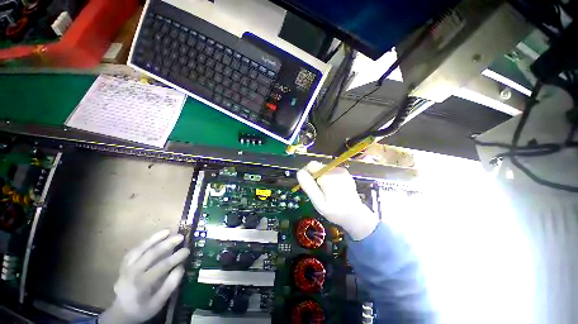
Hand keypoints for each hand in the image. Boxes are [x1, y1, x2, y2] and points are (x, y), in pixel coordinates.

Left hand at [100, 230, 189, 323]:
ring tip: (168, 231)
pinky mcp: (124, 265)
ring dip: (155, 238)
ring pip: (140, 249)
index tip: (187, 250)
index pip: (161, 266)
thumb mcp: (159, 302)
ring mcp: (126, 267)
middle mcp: (132, 273)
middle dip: (167, 243)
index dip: (176, 257)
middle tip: (181, 236)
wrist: (121, 312)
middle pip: (151, 254)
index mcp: (142, 284)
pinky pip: (134, 251)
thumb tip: (181, 266)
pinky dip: (144, 243)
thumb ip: (170, 285)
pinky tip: (153, 238)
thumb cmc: (143, 308)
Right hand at [296, 161, 378, 240]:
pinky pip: (331, 172)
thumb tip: (299, 172)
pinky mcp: (345, 172)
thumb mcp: (318, 202)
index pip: (311, 165)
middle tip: (318, 193)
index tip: (308, 185)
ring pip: (324, 170)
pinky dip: (329, 178)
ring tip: (327, 192)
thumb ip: (309, 187)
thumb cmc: (335, 211)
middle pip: (318, 168)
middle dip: (315, 178)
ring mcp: (342, 170)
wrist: (356, 215)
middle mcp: (336, 170)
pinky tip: (334, 189)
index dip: (306, 173)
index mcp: (328, 176)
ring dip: (322, 178)